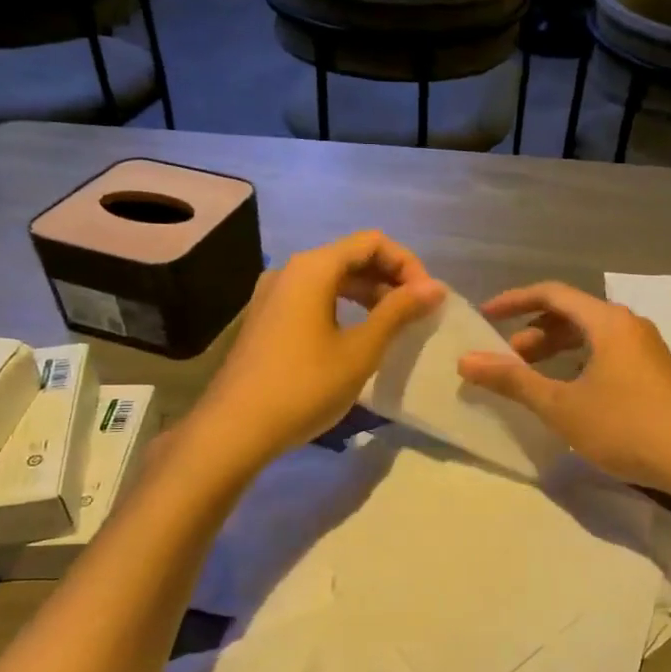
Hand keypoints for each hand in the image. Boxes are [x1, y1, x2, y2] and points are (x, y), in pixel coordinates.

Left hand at [186, 231, 443, 472]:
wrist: (236, 429)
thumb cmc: (305, 385)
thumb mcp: (361, 350)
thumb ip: (398, 312)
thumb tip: (434, 287)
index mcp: (313, 268)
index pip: (372, 242)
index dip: (407, 264)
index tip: (427, 298)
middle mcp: (290, 270)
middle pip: (350, 256)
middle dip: (389, 278)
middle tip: (416, 313)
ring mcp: (273, 295)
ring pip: (331, 279)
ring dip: (367, 294)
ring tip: (393, 324)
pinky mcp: (266, 319)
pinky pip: (312, 298)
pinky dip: (342, 307)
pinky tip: (356, 336)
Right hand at [457, 281, 670, 496]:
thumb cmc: (627, 426)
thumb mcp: (562, 406)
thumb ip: (513, 380)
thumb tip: (466, 360)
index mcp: (607, 321)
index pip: (552, 293)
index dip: (514, 301)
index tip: (485, 316)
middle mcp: (628, 325)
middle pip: (572, 314)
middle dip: (534, 331)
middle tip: (507, 359)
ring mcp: (646, 349)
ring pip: (591, 336)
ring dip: (557, 350)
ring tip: (532, 377)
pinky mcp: (656, 373)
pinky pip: (607, 354)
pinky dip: (579, 363)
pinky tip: (571, 393)